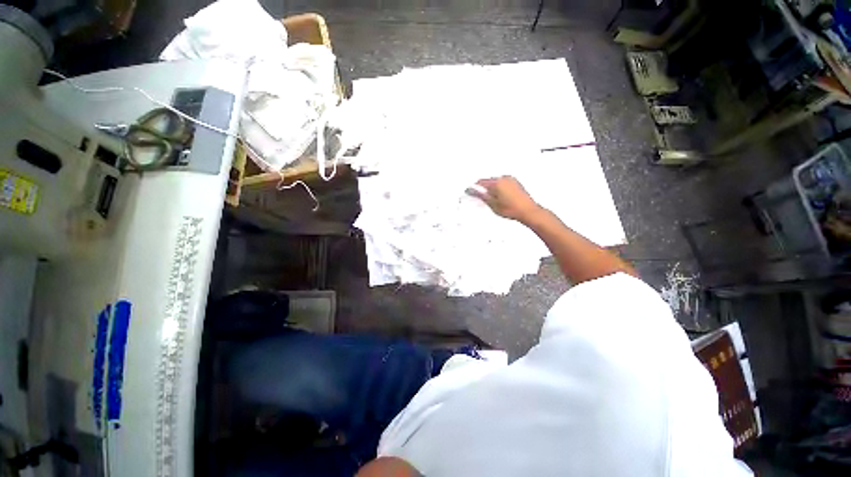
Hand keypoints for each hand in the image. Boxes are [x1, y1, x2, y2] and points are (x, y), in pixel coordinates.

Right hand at [467, 176, 541, 221]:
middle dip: (485, 188)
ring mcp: (511, 180)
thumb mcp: (492, 205)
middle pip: (489, 181)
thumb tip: (472, 190)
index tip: (472, 193)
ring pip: (497, 182)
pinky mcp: (517, 183)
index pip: (481, 182)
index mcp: (496, 183)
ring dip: (493, 189)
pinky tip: (502, 198)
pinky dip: (501, 189)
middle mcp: (504, 178)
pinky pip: (504, 183)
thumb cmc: (512, 209)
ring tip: (494, 200)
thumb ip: (481, 196)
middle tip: (483, 199)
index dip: (475, 188)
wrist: (528, 211)